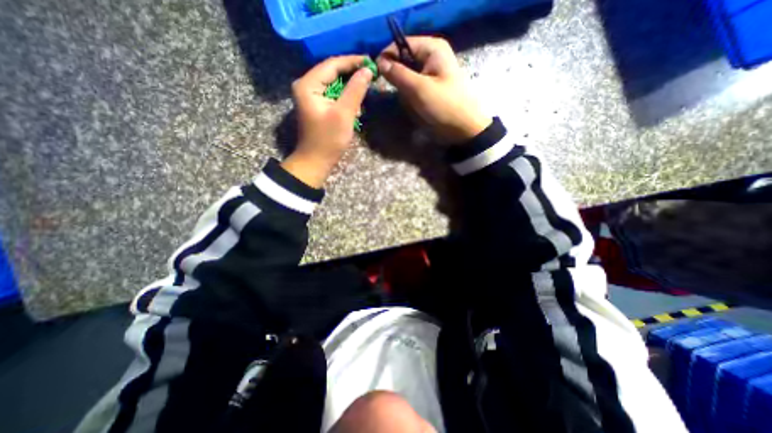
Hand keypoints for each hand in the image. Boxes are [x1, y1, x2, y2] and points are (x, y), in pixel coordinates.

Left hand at [283, 54, 374, 187]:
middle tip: (371, 74)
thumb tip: (367, 70)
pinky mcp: (317, 105)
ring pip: (334, 83)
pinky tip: (356, 104)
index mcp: (308, 84)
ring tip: (366, 89)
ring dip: (350, 86)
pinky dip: (345, 96)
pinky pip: (333, 94)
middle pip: (332, 72)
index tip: (371, 61)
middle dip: (352, 73)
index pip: (332, 64)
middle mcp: (306, 85)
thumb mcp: (344, 114)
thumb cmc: (328, 140)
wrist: (316, 161)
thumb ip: (355, 90)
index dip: (352, 61)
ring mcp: (311, 96)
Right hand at [377, 37, 489, 145]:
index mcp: (432, 48)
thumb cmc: (444, 106)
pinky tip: (418, 107)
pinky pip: (413, 90)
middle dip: (400, 80)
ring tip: (415, 104)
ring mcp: (431, 74)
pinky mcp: (430, 88)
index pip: (401, 44)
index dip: (388, 57)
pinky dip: (412, 99)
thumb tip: (380, 63)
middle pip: (403, 62)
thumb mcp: (419, 89)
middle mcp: (431, 57)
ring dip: (406, 93)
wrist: (463, 128)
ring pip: (407, 78)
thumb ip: (398, 74)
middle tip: (404, 94)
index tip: (378, 74)